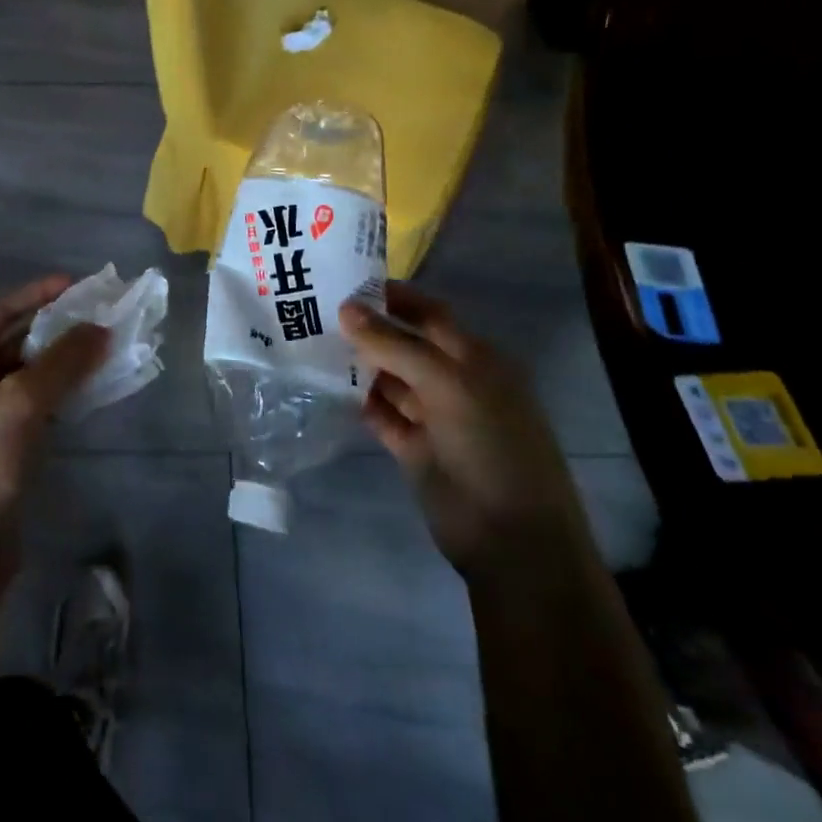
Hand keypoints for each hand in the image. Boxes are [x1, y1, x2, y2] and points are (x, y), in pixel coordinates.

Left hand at [0, 276, 108, 593]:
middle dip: (60, 329)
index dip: (41, 295)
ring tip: (108, 346)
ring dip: (66, 360)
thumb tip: (101, 328)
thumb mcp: (21, 406)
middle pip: (18, 340)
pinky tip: (93, 385)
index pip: (2, 313)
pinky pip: (35, 401)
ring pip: (30, 372)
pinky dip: (63, 390)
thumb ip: (63, 362)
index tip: (82, 285)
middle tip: (105, 316)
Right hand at [341, 284, 584, 574]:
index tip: (346, 281)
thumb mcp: (447, 384)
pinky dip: (358, 400)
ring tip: (310, 342)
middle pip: (405, 343)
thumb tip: (346, 307)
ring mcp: (433, 416)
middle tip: (315, 309)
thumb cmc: (490, 446)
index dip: (393, 296)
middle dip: (368, 328)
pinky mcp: (414, 448)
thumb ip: (395, 344)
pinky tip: (325, 385)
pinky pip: (381, 413)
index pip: (429, 313)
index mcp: (475, 358)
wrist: (512, 540)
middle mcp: (454, 381)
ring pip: (390, 378)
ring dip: (358, 363)